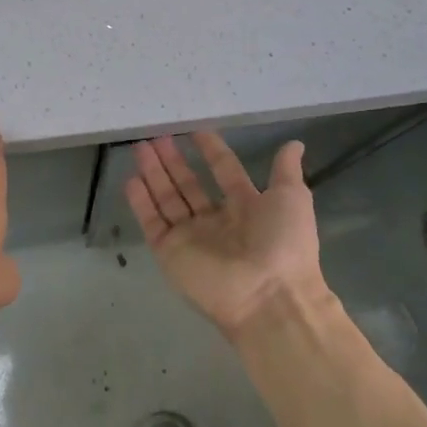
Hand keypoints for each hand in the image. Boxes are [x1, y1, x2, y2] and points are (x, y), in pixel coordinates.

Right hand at [125, 132, 332, 338]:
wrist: (268, 296)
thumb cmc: (283, 243)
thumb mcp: (292, 198)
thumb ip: (286, 171)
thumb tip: (295, 144)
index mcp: (247, 208)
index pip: (224, 172)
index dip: (211, 151)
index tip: (195, 130)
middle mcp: (216, 221)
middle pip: (189, 184)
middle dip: (173, 160)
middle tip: (157, 136)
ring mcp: (191, 237)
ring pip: (167, 199)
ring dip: (154, 173)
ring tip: (140, 147)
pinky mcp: (170, 253)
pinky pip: (152, 223)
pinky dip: (141, 203)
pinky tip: (131, 179)